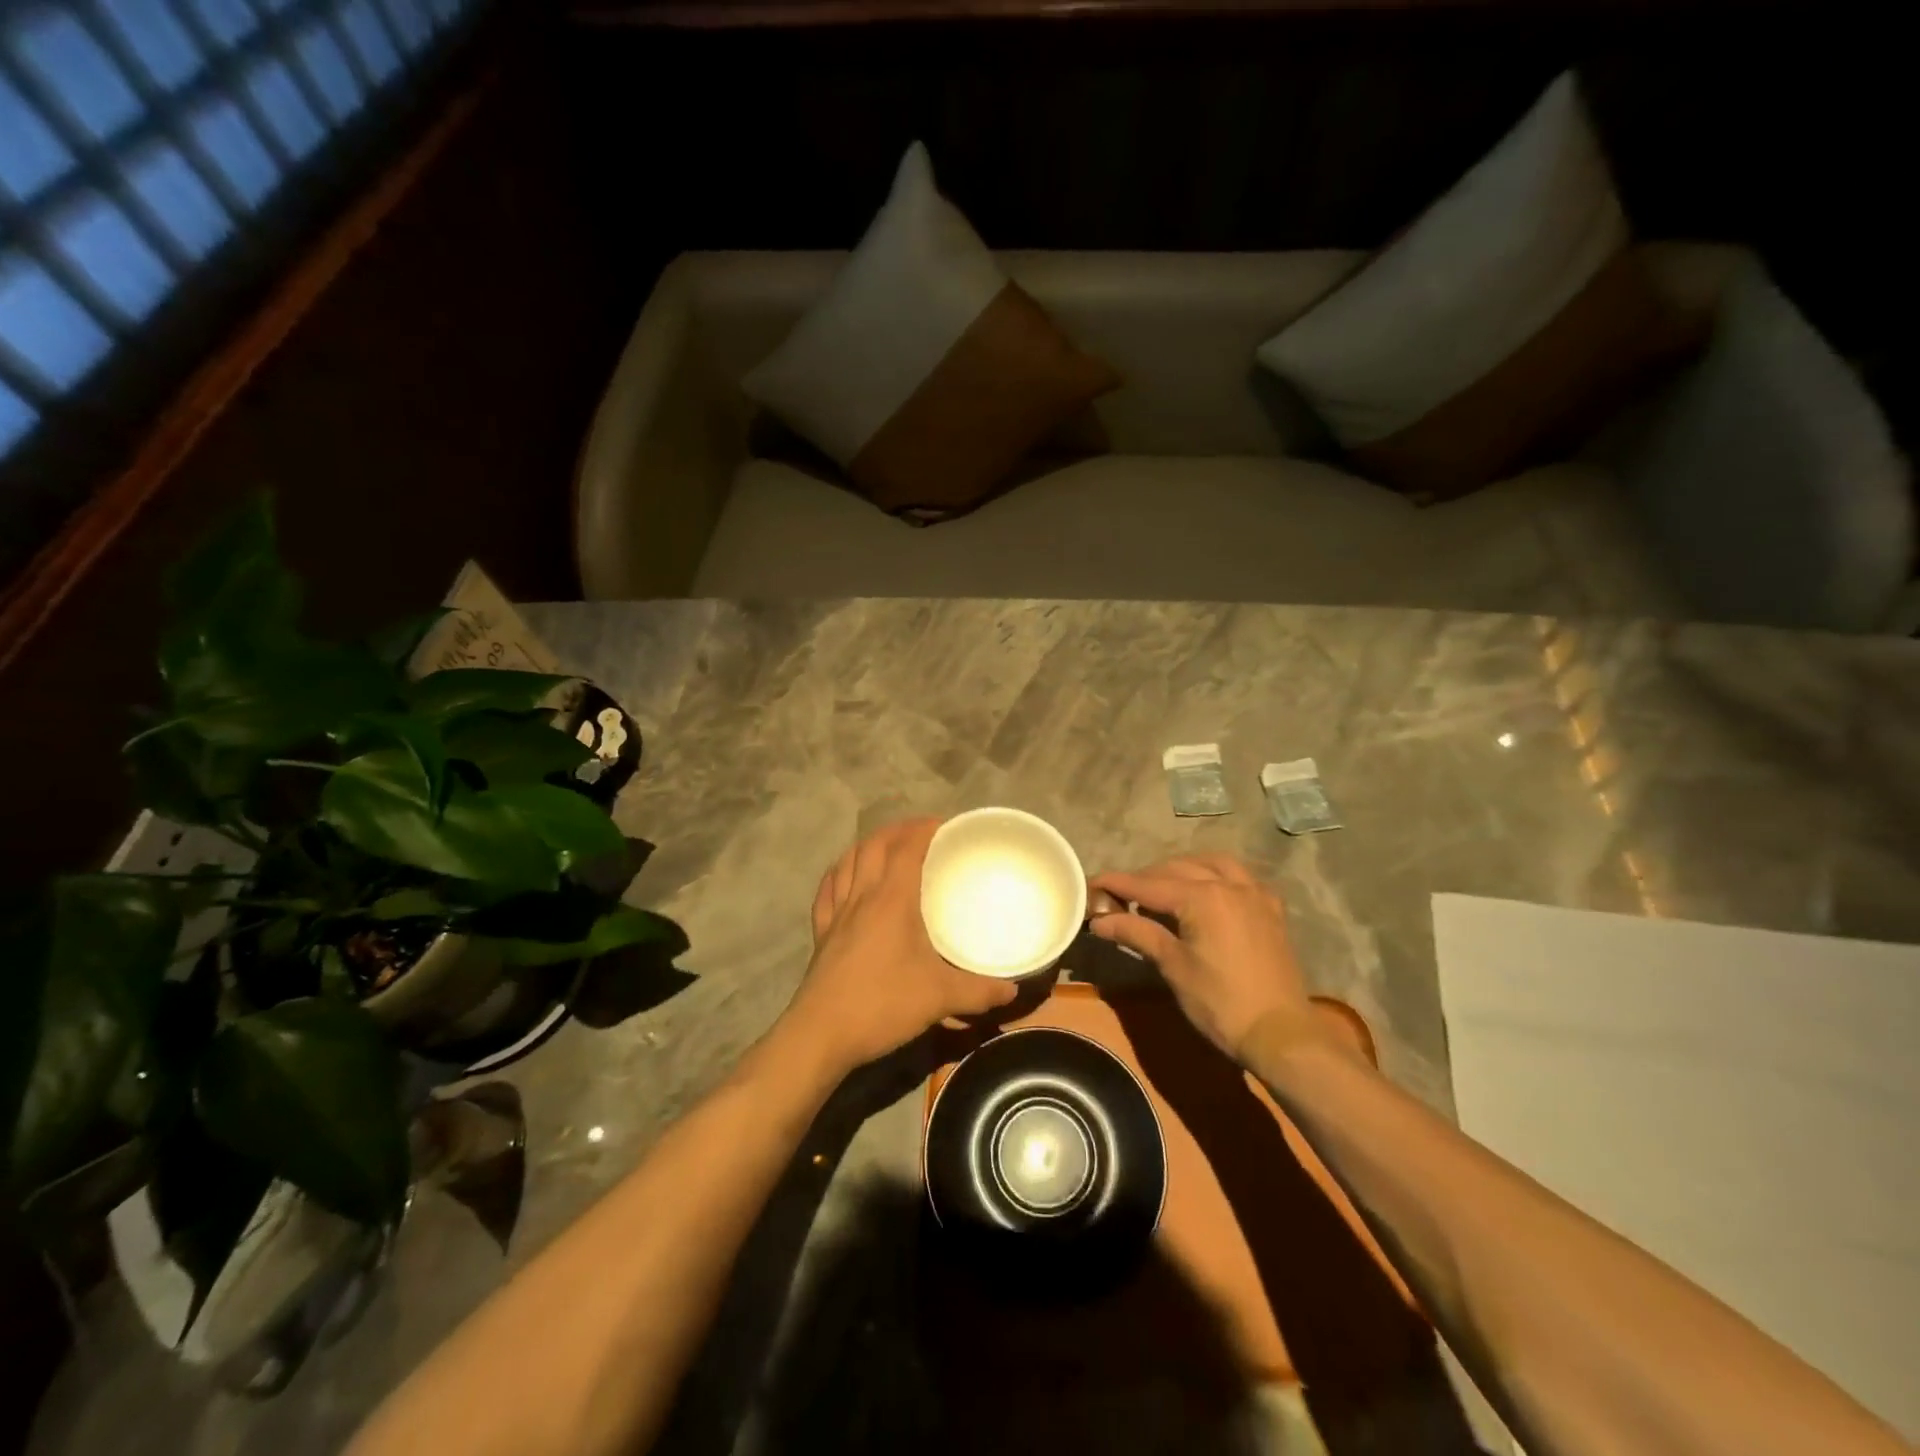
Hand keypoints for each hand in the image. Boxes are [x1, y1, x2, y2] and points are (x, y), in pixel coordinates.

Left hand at [785, 818, 1018, 1074]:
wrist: (821, 1034)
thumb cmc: (882, 1004)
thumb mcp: (939, 998)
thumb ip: (979, 992)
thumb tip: (1012, 990)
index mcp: (891, 900)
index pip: (906, 848)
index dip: (923, 829)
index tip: (945, 824)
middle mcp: (861, 896)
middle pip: (874, 846)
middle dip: (898, 830)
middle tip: (921, 832)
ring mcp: (836, 913)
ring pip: (848, 861)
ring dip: (868, 846)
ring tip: (886, 846)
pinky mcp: (821, 933)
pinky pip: (828, 890)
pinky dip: (839, 874)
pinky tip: (845, 877)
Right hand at [1089, 854, 1313, 1062]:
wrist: (1281, 1034)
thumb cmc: (1220, 1003)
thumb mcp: (1173, 966)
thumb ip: (1136, 933)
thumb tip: (1099, 920)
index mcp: (1201, 897)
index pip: (1147, 885)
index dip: (1116, 884)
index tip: (1091, 883)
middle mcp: (1228, 884)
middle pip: (1176, 869)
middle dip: (1145, 878)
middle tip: (1121, 896)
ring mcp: (1254, 894)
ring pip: (1210, 863)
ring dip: (1182, 869)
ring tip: (1162, 888)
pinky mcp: (1270, 909)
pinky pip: (1239, 876)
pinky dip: (1216, 875)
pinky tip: (1207, 891)